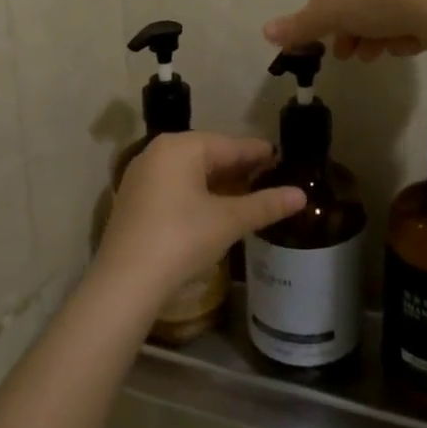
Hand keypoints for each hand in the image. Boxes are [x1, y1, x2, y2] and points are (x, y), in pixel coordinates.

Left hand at [96, 133, 305, 303]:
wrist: (125, 282)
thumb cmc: (181, 239)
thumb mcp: (229, 221)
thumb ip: (265, 204)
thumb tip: (301, 195)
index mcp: (181, 147)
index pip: (230, 145)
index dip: (258, 153)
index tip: (281, 158)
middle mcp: (158, 152)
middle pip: (208, 154)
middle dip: (238, 167)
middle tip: (268, 177)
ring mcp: (141, 176)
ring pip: (190, 171)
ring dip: (218, 182)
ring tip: (246, 193)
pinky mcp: (133, 200)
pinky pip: (174, 186)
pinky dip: (196, 193)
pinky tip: (213, 209)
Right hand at [263, 0, 426, 60]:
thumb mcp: (336, 12)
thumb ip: (302, 23)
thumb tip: (266, 32)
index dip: (321, 10)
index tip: (321, 37)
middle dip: (350, 28)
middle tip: (345, 55)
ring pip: (387, 8)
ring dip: (374, 35)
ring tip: (371, 57)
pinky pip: (413, 14)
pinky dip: (403, 32)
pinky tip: (404, 48)